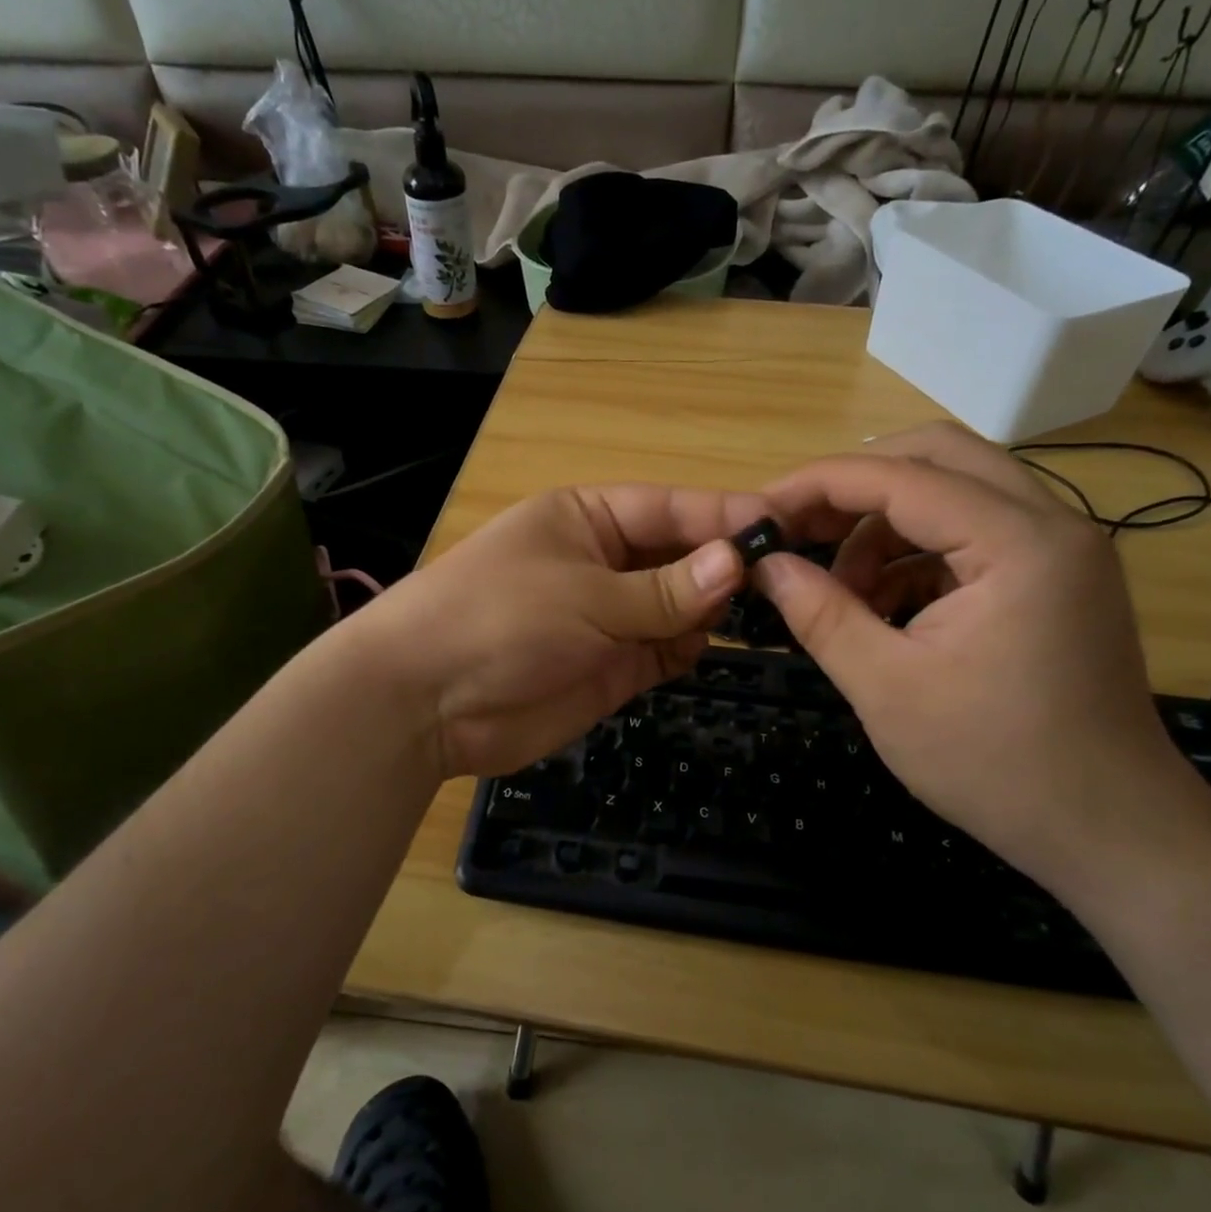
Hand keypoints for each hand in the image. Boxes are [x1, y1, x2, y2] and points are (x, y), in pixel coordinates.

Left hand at [355, 484, 767, 777]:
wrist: (425, 703)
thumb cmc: (499, 620)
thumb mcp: (585, 595)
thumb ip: (664, 588)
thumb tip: (739, 563)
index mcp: (588, 518)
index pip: (670, 508)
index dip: (724, 516)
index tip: (783, 527)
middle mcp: (603, 561)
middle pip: (680, 555)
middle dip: (724, 566)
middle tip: (785, 579)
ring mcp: (609, 617)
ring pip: (680, 605)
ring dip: (712, 609)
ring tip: (759, 614)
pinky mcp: (612, 667)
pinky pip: (666, 650)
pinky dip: (689, 648)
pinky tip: (708, 647)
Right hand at [754, 423, 1194, 878]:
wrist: (1111, 832)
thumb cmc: (996, 763)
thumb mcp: (886, 688)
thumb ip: (820, 613)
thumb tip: (765, 565)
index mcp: (1018, 542)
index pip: (901, 476)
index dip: (819, 484)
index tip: (761, 510)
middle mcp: (1053, 523)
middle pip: (939, 455)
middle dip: (857, 483)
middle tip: (800, 527)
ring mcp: (1061, 549)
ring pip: (957, 490)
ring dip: (886, 524)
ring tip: (841, 589)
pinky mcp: (1057, 578)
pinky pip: (974, 534)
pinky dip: (918, 555)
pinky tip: (883, 607)